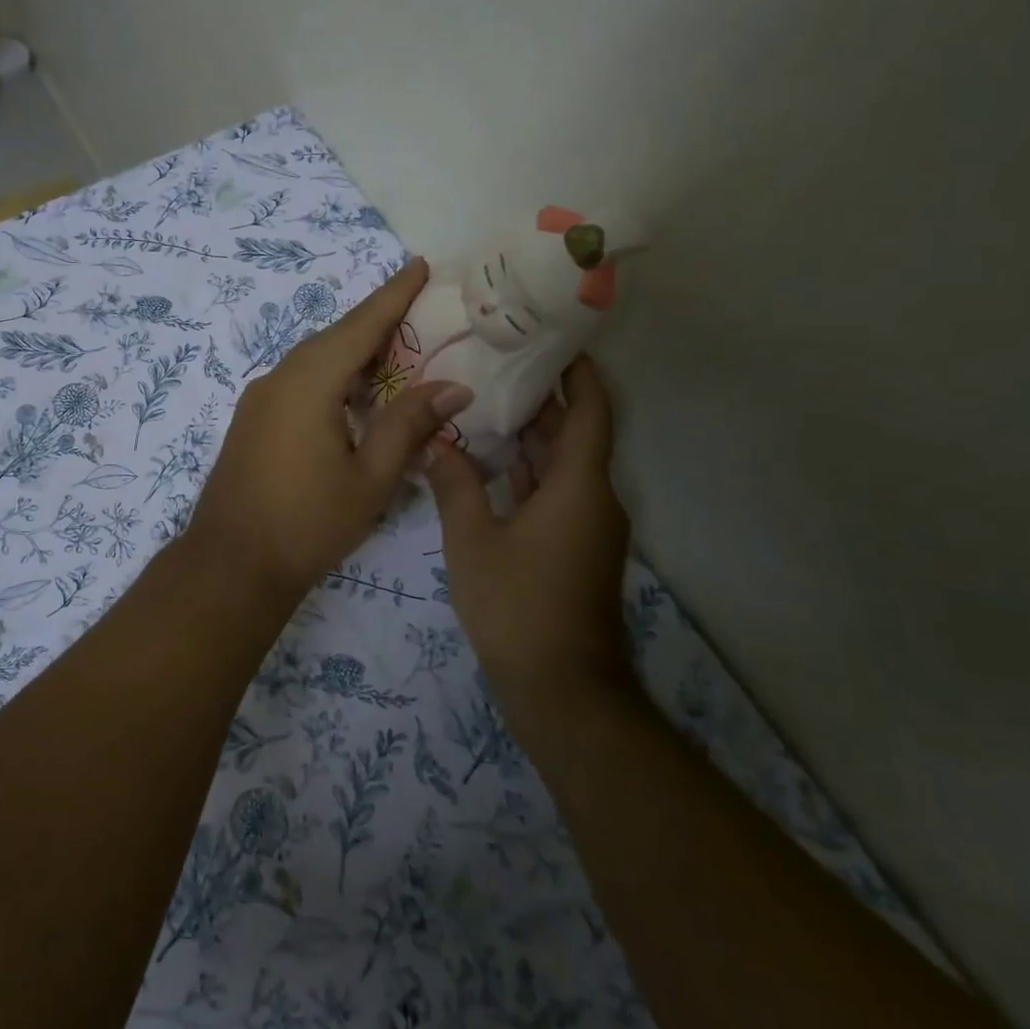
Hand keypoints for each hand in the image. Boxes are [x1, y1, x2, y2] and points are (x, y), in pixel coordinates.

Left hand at [187, 259, 474, 601]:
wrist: (231, 564)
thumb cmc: (307, 523)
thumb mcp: (370, 478)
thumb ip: (409, 425)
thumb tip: (453, 386)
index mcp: (309, 383)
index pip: (360, 325)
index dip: (394, 294)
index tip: (420, 265)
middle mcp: (278, 379)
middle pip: (334, 337)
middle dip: (376, 321)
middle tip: (419, 312)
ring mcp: (258, 399)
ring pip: (313, 359)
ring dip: (351, 351)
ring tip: (394, 352)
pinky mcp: (251, 421)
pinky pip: (297, 381)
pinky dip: (330, 375)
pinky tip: (351, 394)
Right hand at [424, 357, 631, 697]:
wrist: (561, 688)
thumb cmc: (517, 605)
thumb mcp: (472, 540)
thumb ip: (454, 484)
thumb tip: (436, 441)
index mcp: (578, 486)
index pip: (590, 411)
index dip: (578, 373)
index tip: (554, 341)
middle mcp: (594, 499)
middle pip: (575, 434)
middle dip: (542, 399)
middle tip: (498, 364)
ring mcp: (587, 527)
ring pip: (563, 466)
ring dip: (532, 437)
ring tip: (485, 402)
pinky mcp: (575, 549)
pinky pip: (556, 494)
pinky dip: (529, 472)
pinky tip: (489, 463)